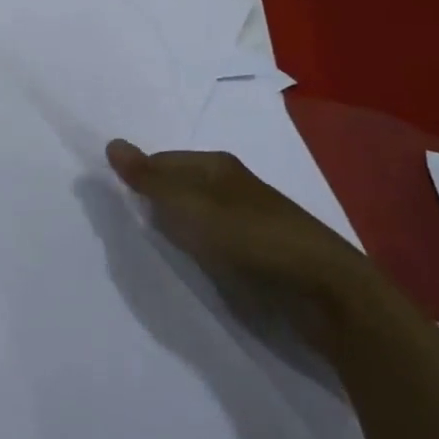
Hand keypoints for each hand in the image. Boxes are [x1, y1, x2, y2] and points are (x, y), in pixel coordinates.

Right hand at [105, 139, 385, 342]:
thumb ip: (150, 180)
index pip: (161, 162)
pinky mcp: (261, 254)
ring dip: (177, 230)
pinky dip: (199, 250)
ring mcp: (248, 221)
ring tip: (154, 248)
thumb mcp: (191, 207)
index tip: (117, 204)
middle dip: (155, 204)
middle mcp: (232, 186)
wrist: (327, 294)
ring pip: (197, 217)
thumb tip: (112, 143)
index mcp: (216, 165)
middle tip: (128, 227)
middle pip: (179, 188)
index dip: (138, 179)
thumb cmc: (252, 240)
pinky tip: (192, 264)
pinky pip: (215, 243)